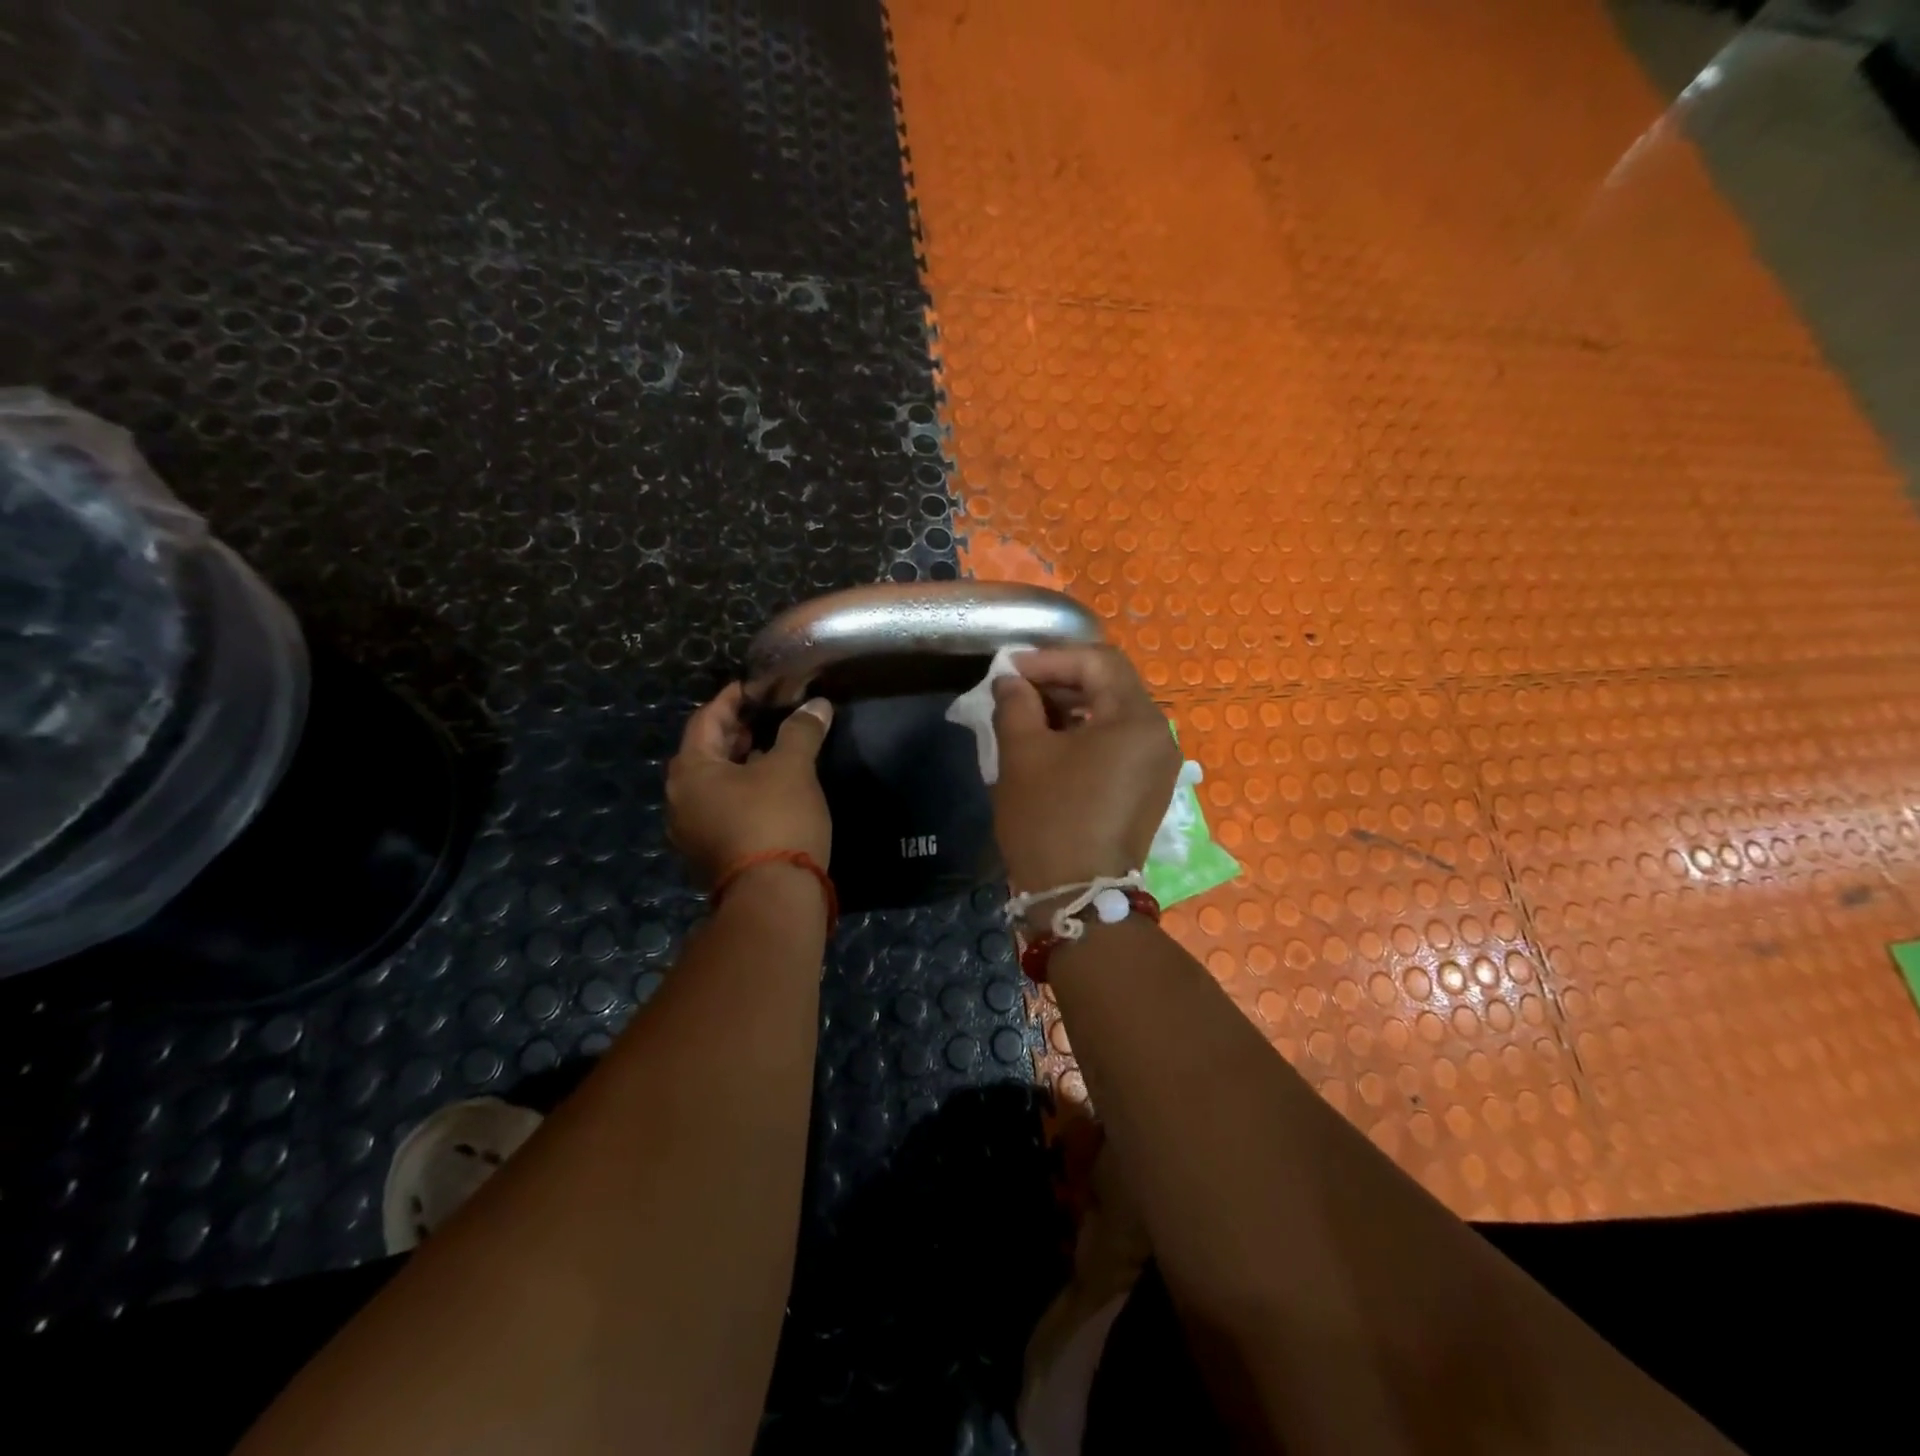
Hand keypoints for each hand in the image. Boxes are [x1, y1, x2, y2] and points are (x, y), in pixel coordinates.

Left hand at [667, 684, 833, 886]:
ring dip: (740, 764)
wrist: (773, 898)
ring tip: (773, 752)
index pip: (706, 720)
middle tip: (766, 718)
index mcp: (691, 771)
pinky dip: (741, 792)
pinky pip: (721, 809)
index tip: (753, 687)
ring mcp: (691, 832)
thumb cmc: (776, 820)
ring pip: (713, 784)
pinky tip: (770, 792)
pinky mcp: (710, 854)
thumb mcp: (792, 768)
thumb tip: (816, 705)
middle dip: (736, 733)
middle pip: (705, 753)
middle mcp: (680, 799)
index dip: (731, 699)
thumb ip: (801, 731)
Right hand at [991, 645, 1180, 892]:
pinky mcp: (1147, 789)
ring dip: (1070, 707)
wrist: (1078, 898)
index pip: (1098, 661)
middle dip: (1060, 679)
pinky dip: (1084, 734)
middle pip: (1111, 685)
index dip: (1050, 657)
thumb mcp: (1022, 753)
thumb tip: (1011, 681)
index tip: (1009, 669)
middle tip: (1016, 687)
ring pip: (1113, 714)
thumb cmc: (1050, 819)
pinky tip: (1050, 743)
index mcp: (1137, 719)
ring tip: (1027, 714)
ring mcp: (1157, 766)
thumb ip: (1016, 703)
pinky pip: (1117, 744)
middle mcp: (1159, 736)